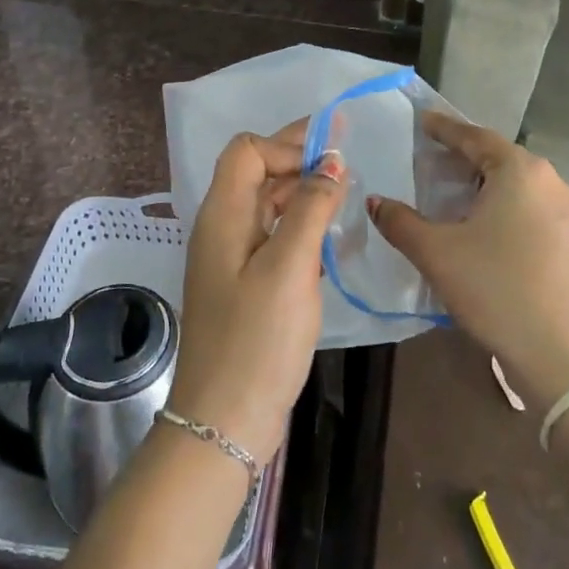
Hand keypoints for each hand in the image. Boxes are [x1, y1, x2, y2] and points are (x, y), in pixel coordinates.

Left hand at [167, 121, 346, 462]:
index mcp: (223, 216)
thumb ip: (311, 209)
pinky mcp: (244, 284)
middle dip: (298, 161)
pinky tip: (327, 238)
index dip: (286, 146)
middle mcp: (221, 228)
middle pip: (255, 173)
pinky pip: (271, 235)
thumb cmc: (257, 341)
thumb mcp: (290, 268)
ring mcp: (230, 258)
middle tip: (347, 165)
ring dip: (301, 193)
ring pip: (266, 205)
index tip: (331, 159)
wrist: (225, 421)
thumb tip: (332, 162)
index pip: (247, 151)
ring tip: (344, 197)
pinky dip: (298, 225)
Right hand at [367, 112, 568, 409]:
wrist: (559, 353)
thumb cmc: (494, 289)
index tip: (423, 121)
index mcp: (520, 172)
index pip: (475, 138)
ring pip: (520, 187)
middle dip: (466, 158)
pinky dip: (508, 210)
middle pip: (500, 159)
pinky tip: (490, 233)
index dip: (445, 129)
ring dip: (488, 186)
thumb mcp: (436, 253)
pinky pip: (535, 211)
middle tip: (433, 161)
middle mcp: (551, 182)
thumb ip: (401, 222)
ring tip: (458, 197)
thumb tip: (376, 202)